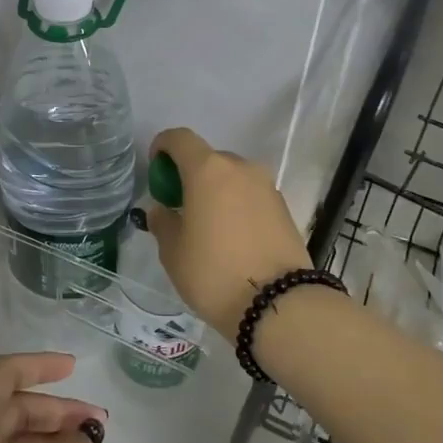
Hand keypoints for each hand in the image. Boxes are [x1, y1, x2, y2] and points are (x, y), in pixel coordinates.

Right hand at [145, 127, 312, 339]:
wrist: (279, 304)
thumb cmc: (214, 273)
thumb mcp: (173, 253)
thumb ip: (163, 223)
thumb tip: (162, 211)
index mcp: (208, 170)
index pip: (180, 138)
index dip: (163, 147)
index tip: (157, 172)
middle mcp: (240, 168)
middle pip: (208, 159)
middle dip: (191, 176)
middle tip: (182, 209)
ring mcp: (267, 186)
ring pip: (233, 178)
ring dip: (217, 192)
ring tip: (210, 229)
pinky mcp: (284, 208)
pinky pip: (252, 196)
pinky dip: (238, 207)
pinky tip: (234, 240)